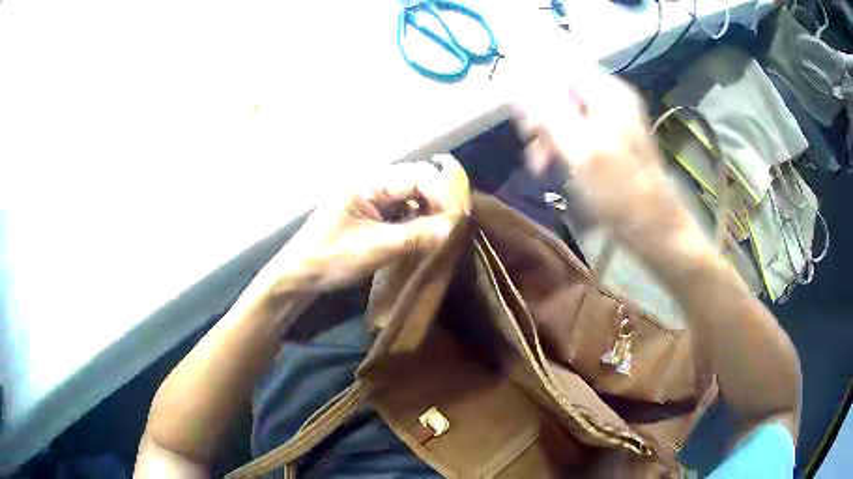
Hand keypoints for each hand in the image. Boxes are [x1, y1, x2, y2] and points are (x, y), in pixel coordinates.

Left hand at [262, 156, 468, 292]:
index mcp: (368, 182)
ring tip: (444, 230)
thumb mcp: (374, 248)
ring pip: (411, 195)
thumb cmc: (329, 258)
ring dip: (430, 209)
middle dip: (439, 199)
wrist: (298, 276)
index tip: (458, 218)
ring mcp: (370, 198)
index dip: (442, 193)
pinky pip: (402, 209)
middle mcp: (371, 183)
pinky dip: (417, 219)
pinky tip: (425, 234)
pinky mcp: (370, 213)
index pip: (417, 175)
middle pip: (416, 180)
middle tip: (455, 224)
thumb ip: (415, 236)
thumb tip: (453, 228)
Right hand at [514, 69, 696, 246]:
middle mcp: (608, 99)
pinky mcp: (605, 142)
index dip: (533, 74)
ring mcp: (608, 121)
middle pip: (559, 87)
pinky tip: (550, 167)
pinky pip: (572, 131)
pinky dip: (557, 146)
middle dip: (539, 112)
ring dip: (545, 133)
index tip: (515, 101)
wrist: (653, 228)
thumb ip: (548, 114)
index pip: (561, 63)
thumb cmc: (621, 191)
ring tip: (538, 165)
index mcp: (607, 93)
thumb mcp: (582, 151)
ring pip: (562, 111)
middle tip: (529, 139)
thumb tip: (517, 86)